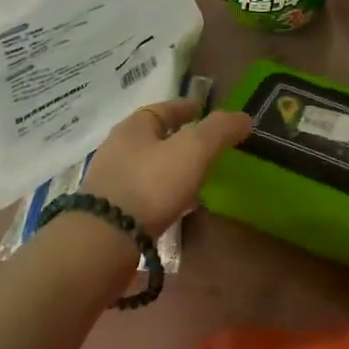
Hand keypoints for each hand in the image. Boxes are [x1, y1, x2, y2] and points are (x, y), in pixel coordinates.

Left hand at [82, 98, 252, 236]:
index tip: (205, 111)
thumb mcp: (193, 149)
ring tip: (198, 178)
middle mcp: (118, 149)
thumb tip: (244, 117)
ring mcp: (111, 182)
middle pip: (154, 137)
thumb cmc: (150, 184)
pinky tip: (178, 206)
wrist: (104, 241)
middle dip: (179, 139)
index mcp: (134, 127)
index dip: (187, 107)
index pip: (164, 108)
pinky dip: (164, 194)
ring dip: (172, 168)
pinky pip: (145, 194)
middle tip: (207, 147)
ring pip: (149, 166)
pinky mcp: (111, 212)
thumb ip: (220, 130)